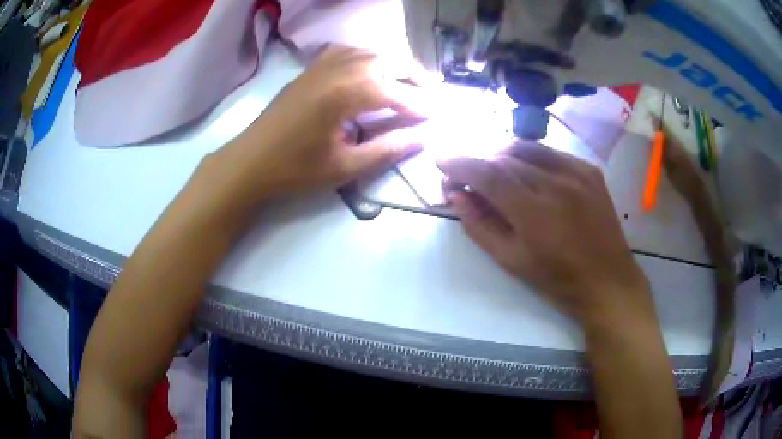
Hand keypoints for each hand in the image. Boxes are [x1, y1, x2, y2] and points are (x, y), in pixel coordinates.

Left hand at [224, 45, 425, 199]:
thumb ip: (387, 150)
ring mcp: (321, 65)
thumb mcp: (345, 167)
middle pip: (387, 61)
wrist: (250, 162)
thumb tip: (421, 138)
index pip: (395, 92)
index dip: (419, 104)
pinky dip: (367, 56)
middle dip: (414, 76)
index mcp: (345, 94)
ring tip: (409, 80)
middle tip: (431, 94)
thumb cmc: (295, 169)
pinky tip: (371, 68)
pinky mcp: (310, 69)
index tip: (436, 115)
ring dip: (393, 63)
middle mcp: (337, 70)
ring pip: (369, 52)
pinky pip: (346, 51)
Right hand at [438, 142, 654, 327]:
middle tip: (468, 179)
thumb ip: (479, 226)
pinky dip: (531, 157)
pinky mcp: (590, 171)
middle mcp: (555, 184)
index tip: (441, 161)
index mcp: (533, 213)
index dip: (459, 163)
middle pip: (504, 158)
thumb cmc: (557, 279)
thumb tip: (455, 196)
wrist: (607, 280)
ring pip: (527, 149)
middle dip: (478, 164)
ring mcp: (576, 173)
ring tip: (496, 173)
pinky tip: (528, 172)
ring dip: (502, 156)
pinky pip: (551, 152)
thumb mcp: (511, 261)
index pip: (487, 173)